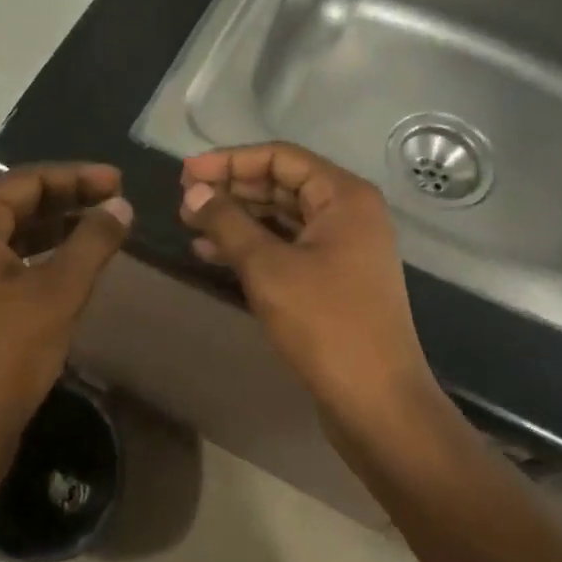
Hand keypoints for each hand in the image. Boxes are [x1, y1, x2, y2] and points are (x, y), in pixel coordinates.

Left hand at [0, 164, 132, 459]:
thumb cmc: (4, 355)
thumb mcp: (57, 293)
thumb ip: (92, 242)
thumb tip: (122, 206)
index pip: (26, 181)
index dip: (76, 176)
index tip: (119, 180)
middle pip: (19, 203)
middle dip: (69, 198)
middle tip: (116, 199)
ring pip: (16, 233)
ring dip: (59, 226)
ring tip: (103, 225)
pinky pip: (11, 260)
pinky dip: (45, 254)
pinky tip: (76, 262)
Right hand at [179, 143, 432, 424]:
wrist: (377, 403)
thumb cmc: (325, 324)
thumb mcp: (267, 267)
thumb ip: (227, 222)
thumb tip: (193, 191)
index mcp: (343, 196)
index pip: (280, 158)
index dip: (229, 161)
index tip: (186, 173)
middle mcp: (348, 213)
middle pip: (281, 184)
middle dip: (231, 189)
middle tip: (184, 199)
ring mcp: (343, 247)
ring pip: (281, 218)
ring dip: (237, 219)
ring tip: (190, 225)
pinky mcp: (333, 278)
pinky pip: (287, 247)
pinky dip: (252, 246)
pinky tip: (211, 254)